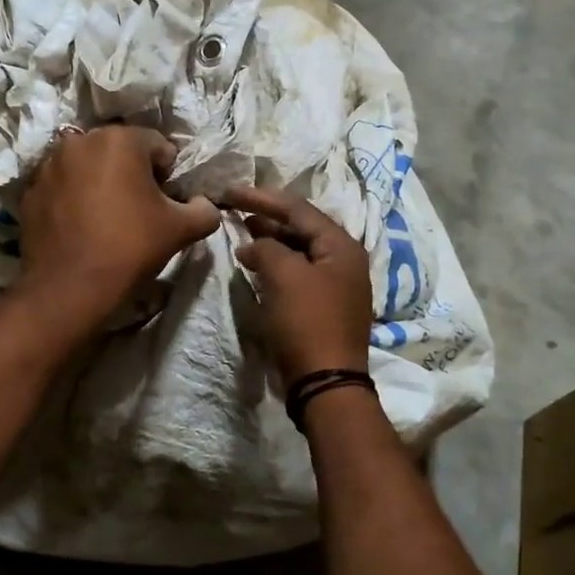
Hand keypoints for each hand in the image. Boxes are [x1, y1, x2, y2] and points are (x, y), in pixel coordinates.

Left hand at [16, 125, 220, 329]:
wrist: (70, 288)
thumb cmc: (130, 248)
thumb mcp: (182, 229)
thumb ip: (205, 209)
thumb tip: (203, 204)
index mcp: (120, 139)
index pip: (159, 147)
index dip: (169, 176)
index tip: (166, 204)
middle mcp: (80, 141)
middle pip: (120, 152)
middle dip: (133, 174)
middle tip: (139, 211)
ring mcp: (49, 165)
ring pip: (88, 166)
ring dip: (101, 183)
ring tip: (107, 219)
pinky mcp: (30, 190)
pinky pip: (63, 186)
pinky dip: (74, 197)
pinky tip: (81, 226)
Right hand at [226, 186, 372, 382]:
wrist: (325, 383)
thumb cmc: (307, 322)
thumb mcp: (285, 276)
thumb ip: (267, 248)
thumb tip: (253, 244)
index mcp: (341, 246)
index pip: (298, 209)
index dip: (261, 198)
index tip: (230, 191)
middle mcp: (344, 261)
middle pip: (301, 228)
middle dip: (266, 217)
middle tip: (233, 209)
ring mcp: (335, 285)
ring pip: (298, 251)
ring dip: (269, 241)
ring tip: (240, 232)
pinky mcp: (323, 307)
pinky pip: (297, 274)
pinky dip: (275, 265)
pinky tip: (255, 265)